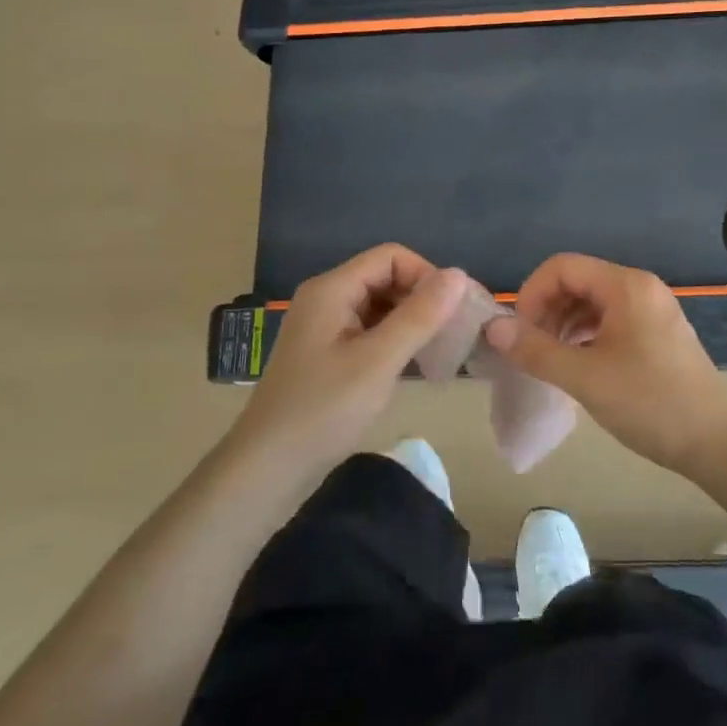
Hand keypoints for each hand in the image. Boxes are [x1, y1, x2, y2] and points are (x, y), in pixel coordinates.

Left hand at [230, 245, 465, 481]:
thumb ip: (419, 316)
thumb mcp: (378, 361)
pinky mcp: (328, 354)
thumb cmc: (323, 410)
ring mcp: (325, 327)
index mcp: (332, 289)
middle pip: (385, 278)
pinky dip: (395, 341)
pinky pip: (370, 331)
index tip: (453, 311)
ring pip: (380, 306)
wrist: (268, 468)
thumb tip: (459, 274)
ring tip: (441, 352)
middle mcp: (326, 299)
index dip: (426, 275)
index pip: (391, 257)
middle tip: (454, 334)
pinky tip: (415, 366)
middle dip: (422, 299)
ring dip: (411, 322)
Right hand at [483, 253, 726, 483]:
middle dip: (545, 310)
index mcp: (626, 286)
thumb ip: (535, 350)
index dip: (531, 294)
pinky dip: (585, 336)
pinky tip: (577, 365)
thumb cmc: (650, 403)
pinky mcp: (657, 334)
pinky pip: (610, 321)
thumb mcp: (584, 377)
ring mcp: (652, 311)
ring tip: (549, 360)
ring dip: (563, 324)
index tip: (518, 333)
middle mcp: (640, 288)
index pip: (562, 267)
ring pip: (592, 302)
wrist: (717, 444)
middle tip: (529, 350)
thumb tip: (492, 327)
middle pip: (577, 281)